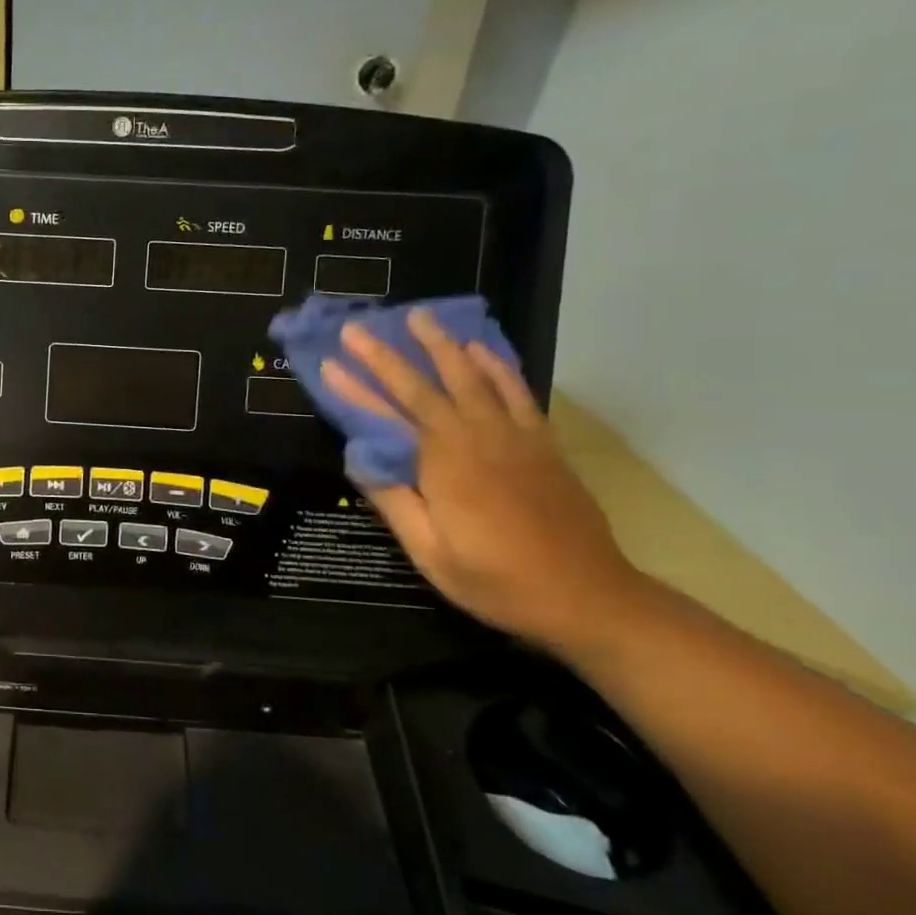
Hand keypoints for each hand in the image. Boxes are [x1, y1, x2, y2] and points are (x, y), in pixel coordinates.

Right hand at [322, 309, 640, 644]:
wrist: (586, 597)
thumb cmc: (498, 581)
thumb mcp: (431, 553)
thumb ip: (394, 501)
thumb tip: (359, 458)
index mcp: (444, 464)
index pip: (389, 415)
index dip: (356, 387)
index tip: (329, 362)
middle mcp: (477, 438)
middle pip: (427, 385)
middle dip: (388, 354)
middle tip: (359, 327)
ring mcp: (514, 437)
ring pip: (472, 377)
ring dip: (442, 346)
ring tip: (419, 318)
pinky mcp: (541, 444)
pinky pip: (516, 392)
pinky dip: (496, 367)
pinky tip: (481, 350)